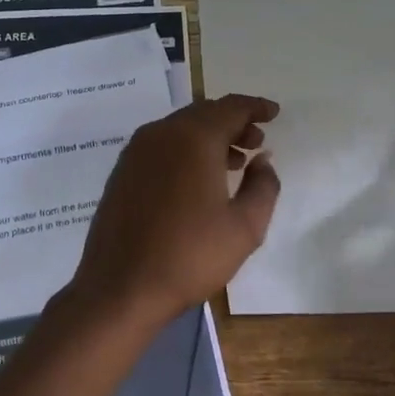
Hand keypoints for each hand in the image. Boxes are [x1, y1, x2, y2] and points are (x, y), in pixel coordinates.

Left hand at [66, 94, 281, 329]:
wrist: (120, 288)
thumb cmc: (189, 256)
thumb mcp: (245, 227)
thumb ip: (263, 186)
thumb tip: (262, 160)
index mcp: (193, 138)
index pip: (231, 107)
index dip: (255, 107)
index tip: (274, 113)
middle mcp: (161, 133)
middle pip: (204, 113)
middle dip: (234, 122)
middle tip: (257, 141)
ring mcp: (136, 151)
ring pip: (181, 128)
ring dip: (210, 136)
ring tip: (234, 161)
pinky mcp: (122, 171)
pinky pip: (162, 145)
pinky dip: (186, 149)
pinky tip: (198, 178)